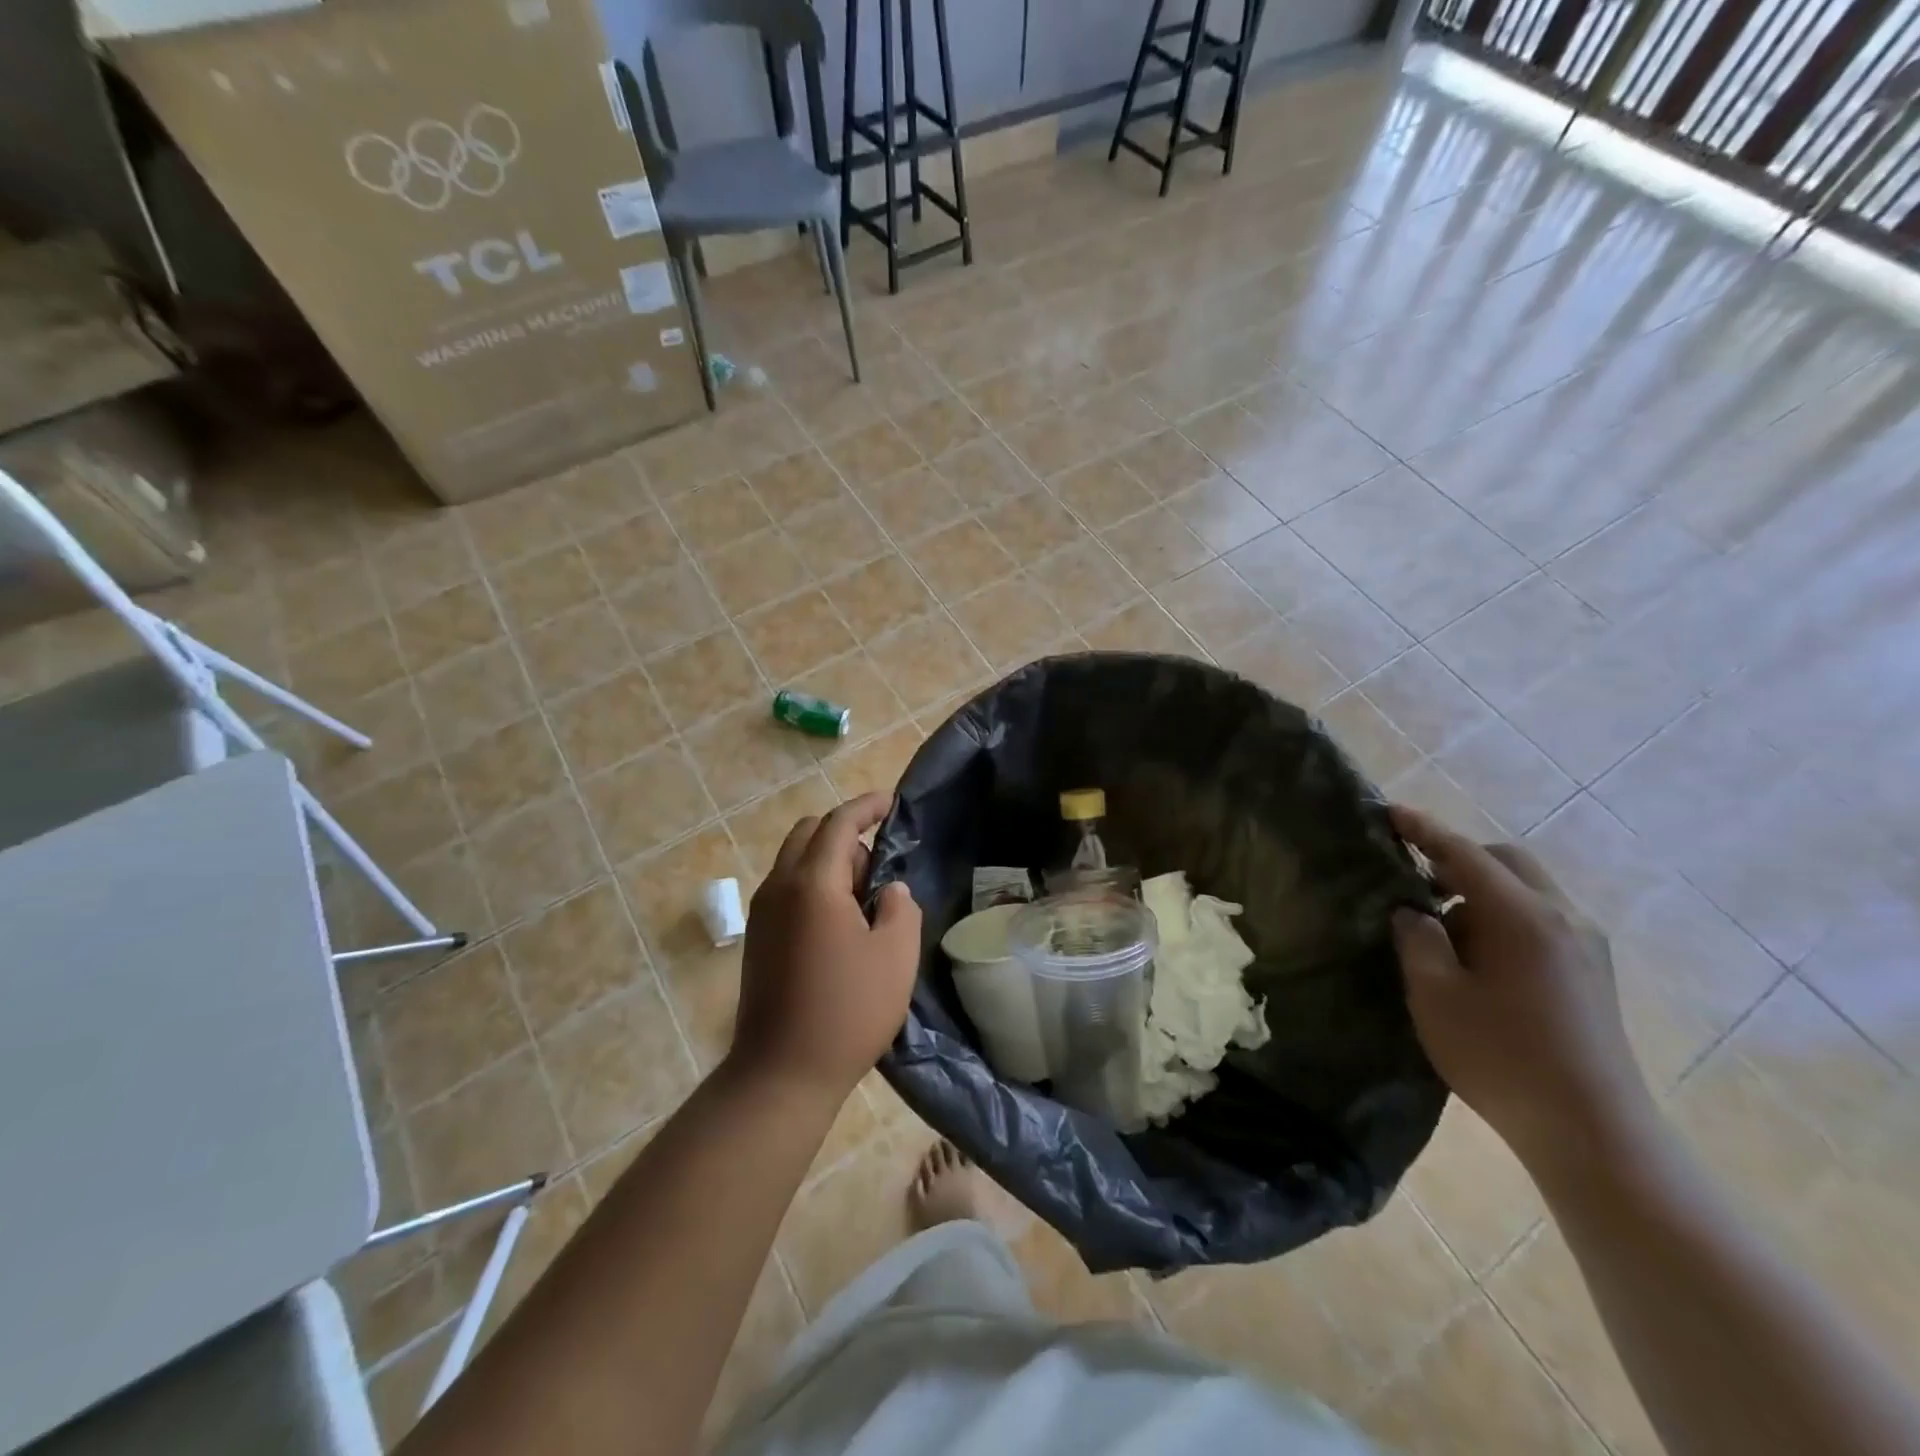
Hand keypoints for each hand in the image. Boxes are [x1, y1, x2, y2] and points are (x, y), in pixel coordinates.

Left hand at [731, 793, 922, 1100]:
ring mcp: (762, 913)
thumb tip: (889, 890)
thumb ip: (900, 907)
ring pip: (794, 861)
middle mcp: (779, 887)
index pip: (839, 823)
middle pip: (808, 833)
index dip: (867, 806)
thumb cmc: (848, 1011)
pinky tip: (838, 925)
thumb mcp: (896, 956)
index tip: (891, 803)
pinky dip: (813, 885)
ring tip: (863, 902)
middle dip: (844, 834)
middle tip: (877, 868)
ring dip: (828, 862)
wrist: (781, 1073)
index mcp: (813, 884)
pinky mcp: (758, 937)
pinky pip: (786, 889)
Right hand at [1389, 804, 1655, 1174]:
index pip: (1464, 853)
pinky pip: (1542, 919)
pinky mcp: (1594, 972)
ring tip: (1442, 930)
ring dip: (1481, 892)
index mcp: (1523, 916)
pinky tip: (1478, 957)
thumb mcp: (1435, 994)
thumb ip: (1417, 939)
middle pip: (1507, 861)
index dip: (1423, 830)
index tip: (1389, 812)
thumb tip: (1413, 911)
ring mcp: (1587, 946)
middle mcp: (1563, 918)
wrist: (1592, 1132)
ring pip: (1527, 891)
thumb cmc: (1501, 1056)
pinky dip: (1503, 917)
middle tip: (1415, 879)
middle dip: (1459, 858)